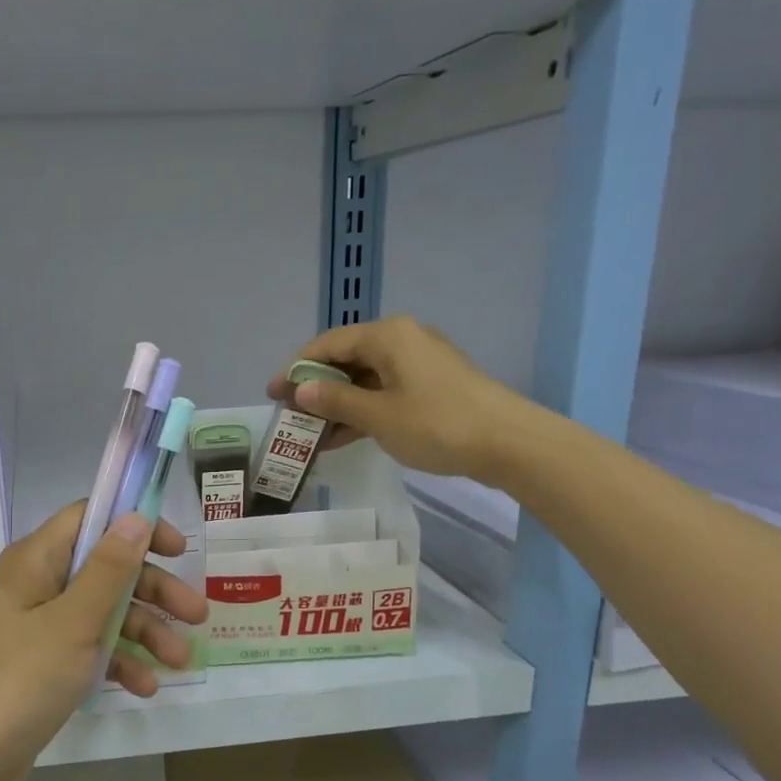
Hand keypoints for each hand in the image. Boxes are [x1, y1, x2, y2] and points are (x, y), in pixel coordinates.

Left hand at [0, 503, 207, 780]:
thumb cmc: (21, 678)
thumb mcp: (74, 621)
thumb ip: (109, 569)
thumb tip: (135, 517)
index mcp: (37, 560)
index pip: (91, 519)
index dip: (136, 526)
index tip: (178, 550)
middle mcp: (38, 585)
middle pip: (106, 569)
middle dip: (154, 591)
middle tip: (197, 615)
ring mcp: (40, 626)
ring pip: (104, 613)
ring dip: (144, 632)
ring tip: (180, 662)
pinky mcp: (44, 664)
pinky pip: (90, 650)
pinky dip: (118, 662)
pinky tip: (145, 687)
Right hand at [267, 316, 530, 481]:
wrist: (509, 443)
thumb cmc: (438, 424)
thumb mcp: (377, 416)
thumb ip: (335, 402)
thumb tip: (301, 390)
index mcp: (387, 336)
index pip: (327, 344)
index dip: (296, 369)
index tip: (272, 394)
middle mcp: (401, 341)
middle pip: (345, 360)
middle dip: (315, 389)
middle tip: (289, 415)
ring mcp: (418, 365)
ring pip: (364, 380)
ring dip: (336, 405)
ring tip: (308, 433)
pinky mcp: (430, 387)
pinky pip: (383, 393)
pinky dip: (361, 412)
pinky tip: (339, 438)